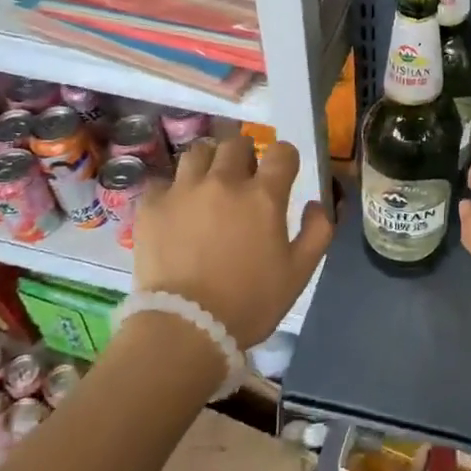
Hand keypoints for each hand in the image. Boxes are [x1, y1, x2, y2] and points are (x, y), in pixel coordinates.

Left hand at [132, 136, 333, 346]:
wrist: (186, 327)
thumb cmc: (250, 302)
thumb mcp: (299, 273)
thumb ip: (318, 231)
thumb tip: (317, 203)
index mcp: (263, 196)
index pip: (282, 152)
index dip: (286, 159)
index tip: (283, 173)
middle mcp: (223, 181)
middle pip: (236, 144)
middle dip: (246, 154)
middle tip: (245, 176)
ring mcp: (183, 190)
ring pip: (198, 152)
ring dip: (210, 162)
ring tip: (209, 182)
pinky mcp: (151, 206)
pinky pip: (163, 181)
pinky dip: (173, 189)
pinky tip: (177, 208)